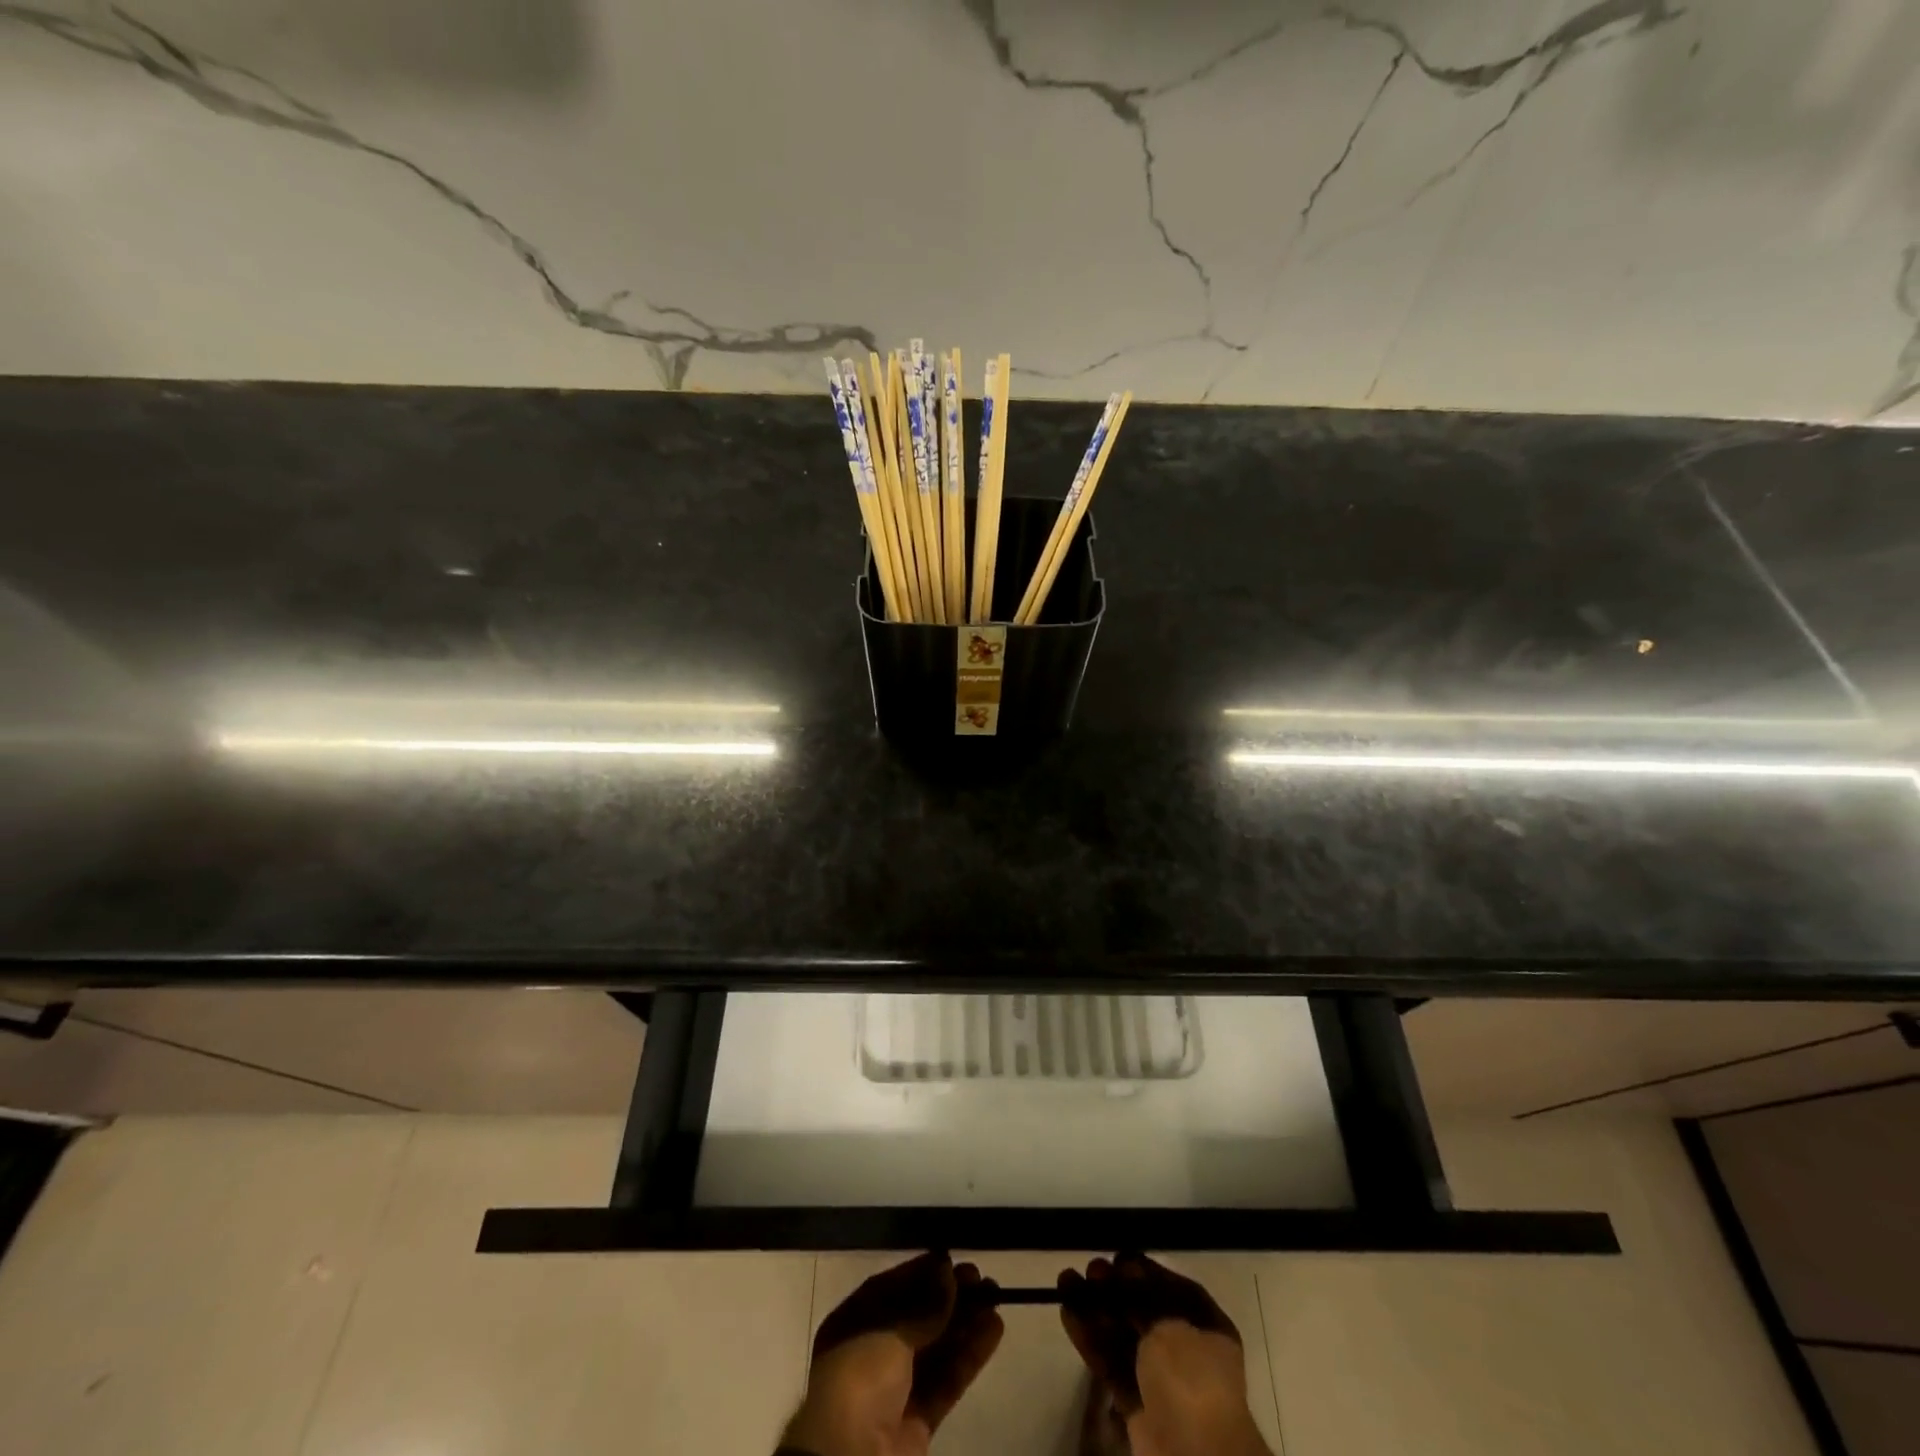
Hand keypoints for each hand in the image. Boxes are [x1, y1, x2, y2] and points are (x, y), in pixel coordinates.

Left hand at [782, 1251, 1004, 1455]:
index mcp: (853, 1324)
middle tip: (981, 1277)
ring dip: (965, 1323)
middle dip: (948, 1297)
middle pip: (917, 1318)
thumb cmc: (860, 1378)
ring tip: (996, 1297)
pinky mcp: (918, 1419)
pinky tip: (993, 1331)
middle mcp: (872, 1352)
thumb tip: (948, 1271)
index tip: (951, 1258)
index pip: (890, 1289)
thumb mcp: (889, 1332)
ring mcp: (896, 1388)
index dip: (921, 1272)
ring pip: (936, 1348)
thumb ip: (924, 1305)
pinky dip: (969, 1355)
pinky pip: (946, 1379)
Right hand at [1058, 1254, 1271, 1455]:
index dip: (1143, 1271)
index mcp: (1206, 1326)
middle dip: (1114, 1289)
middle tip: (1090, 1270)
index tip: (1117, 1259)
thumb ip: (1143, 1294)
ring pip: (1122, 1334)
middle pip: (1142, 1310)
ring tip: (1065, 1281)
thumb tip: (1126, 1268)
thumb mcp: (1169, 1324)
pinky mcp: (1136, 1402)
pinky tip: (1067, 1313)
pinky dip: (1090, 1339)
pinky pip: (1110, 1362)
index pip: (1171, 1288)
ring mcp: (1159, 1378)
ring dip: (1094, 1309)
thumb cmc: (1191, 1378)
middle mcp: (1185, 1349)